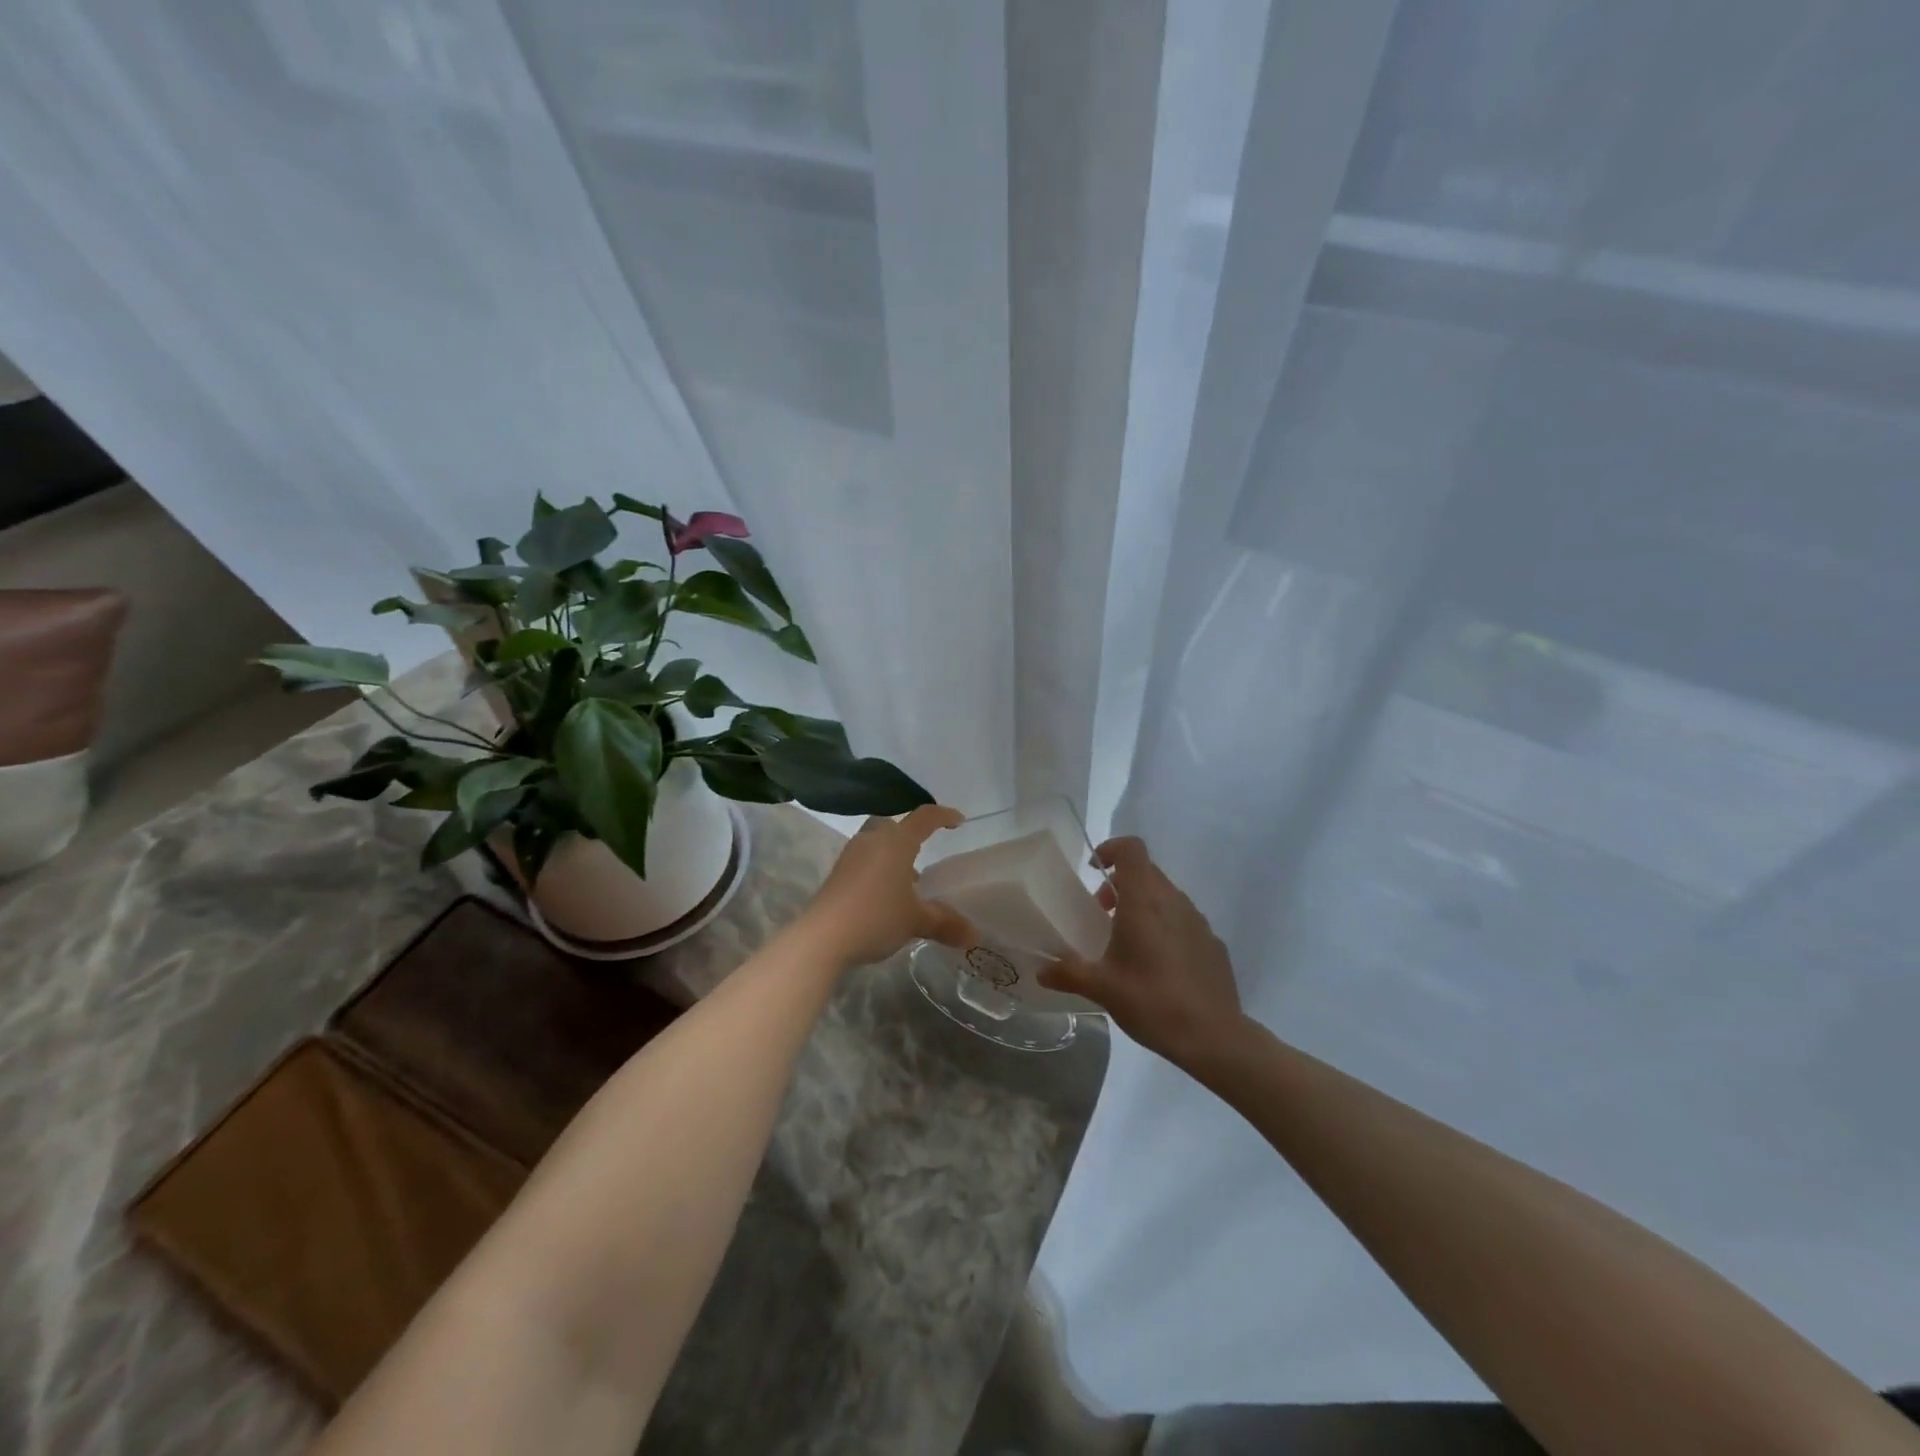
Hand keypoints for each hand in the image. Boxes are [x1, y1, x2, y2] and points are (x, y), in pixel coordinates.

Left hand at [802, 805, 974, 966]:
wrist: (823, 937)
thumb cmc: (876, 916)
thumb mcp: (916, 920)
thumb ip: (946, 923)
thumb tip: (973, 935)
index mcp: (896, 842)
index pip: (924, 818)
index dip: (943, 816)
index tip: (958, 820)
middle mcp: (872, 840)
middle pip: (894, 825)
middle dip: (910, 834)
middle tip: (924, 851)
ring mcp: (851, 856)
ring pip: (877, 843)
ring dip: (893, 854)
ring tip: (908, 881)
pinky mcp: (837, 874)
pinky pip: (864, 860)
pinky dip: (879, 869)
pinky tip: (886, 895)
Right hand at [1038, 836, 1243, 1069]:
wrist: (1214, 1037)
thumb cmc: (1152, 1001)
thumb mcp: (1101, 988)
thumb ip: (1068, 973)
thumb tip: (1041, 971)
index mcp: (1145, 901)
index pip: (1132, 849)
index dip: (1111, 849)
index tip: (1094, 871)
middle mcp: (1174, 902)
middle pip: (1147, 872)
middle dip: (1121, 883)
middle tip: (1102, 912)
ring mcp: (1199, 921)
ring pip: (1166, 896)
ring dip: (1143, 905)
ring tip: (1127, 941)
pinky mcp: (1213, 944)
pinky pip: (1184, 921)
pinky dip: (1165, 927)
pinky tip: (1157, 965)